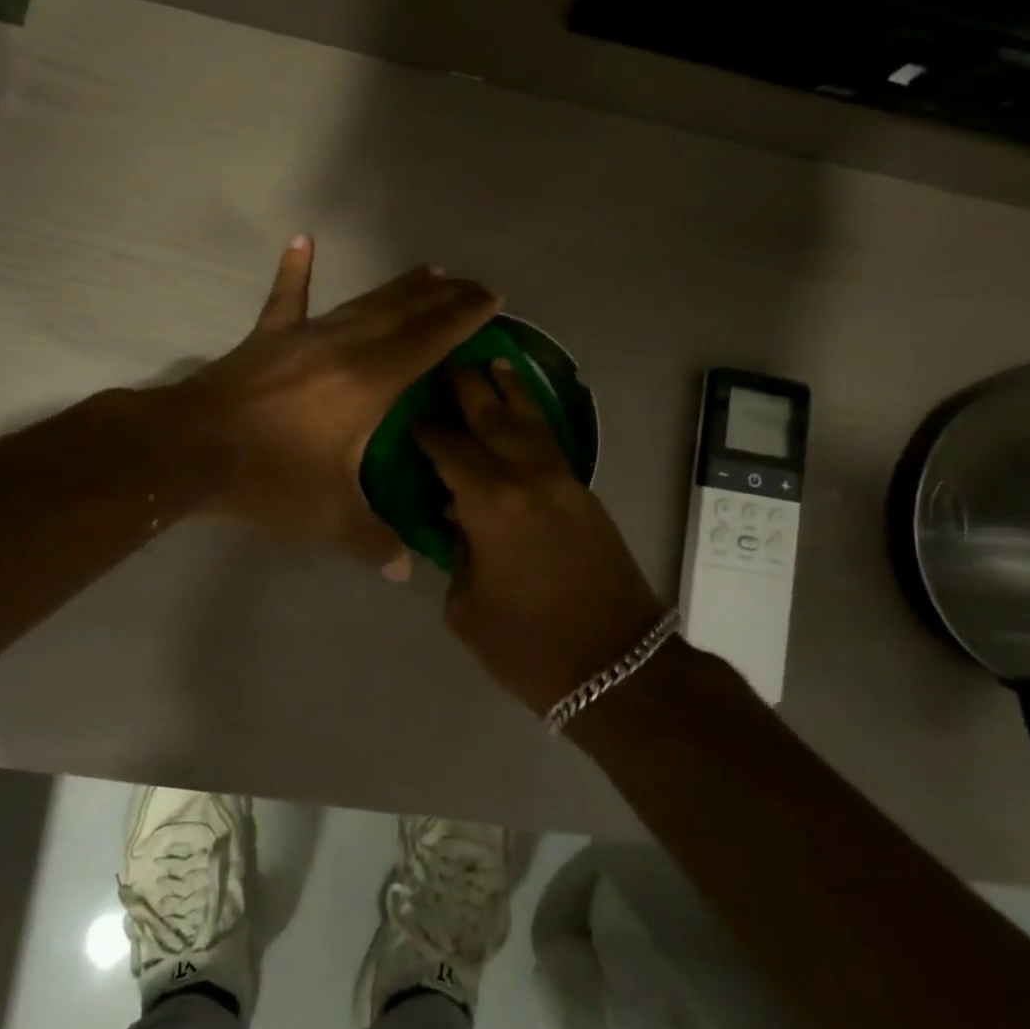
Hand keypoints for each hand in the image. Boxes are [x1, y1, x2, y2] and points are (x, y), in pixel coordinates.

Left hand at [175, 236, 500, 575]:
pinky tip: (303, 240)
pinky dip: (296, 270)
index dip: (464, 317)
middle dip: (444, 297)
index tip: (493, 298)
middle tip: (474, 284)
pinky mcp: (268, 338)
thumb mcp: (329, 518)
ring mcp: (304, 336)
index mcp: (370, 382)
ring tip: (430, 271)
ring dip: (399, 288)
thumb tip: (405, 570)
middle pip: (405, 312)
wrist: (190, 449)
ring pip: (363, 302)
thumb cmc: (268, 478)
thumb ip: (373, 541)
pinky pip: (287, 298)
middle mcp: (345, 346)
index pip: (430, 340)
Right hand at [416, 361, 666, 712]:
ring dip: (510, 391)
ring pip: (531, 422)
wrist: (618, 665)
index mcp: (492, 505)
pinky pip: (550, 443)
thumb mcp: (468, 608)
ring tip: (494, 363)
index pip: (451, 450)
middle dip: (469, 389)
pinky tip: (522, 415)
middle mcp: (528, 479)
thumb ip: (458, 555)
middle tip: (449, 363)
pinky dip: (532, 421)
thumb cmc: (529, 646)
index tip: (412, 413)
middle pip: (493, 419)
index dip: (429, 430)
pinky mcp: (585, 494)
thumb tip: (459, 523)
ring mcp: (563, 482)